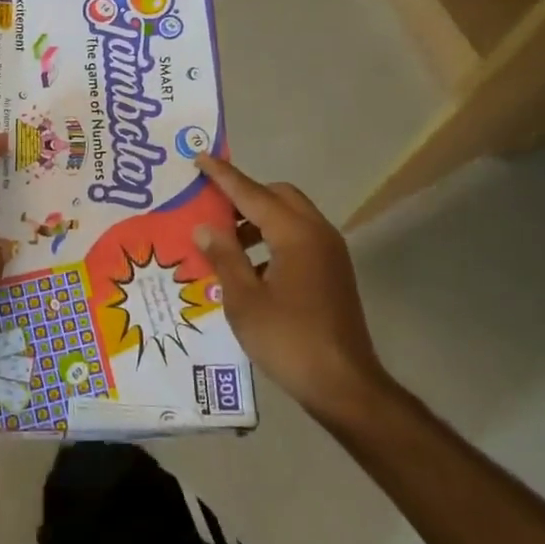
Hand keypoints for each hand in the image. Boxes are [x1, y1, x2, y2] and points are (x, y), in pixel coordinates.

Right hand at [193, 155, 393, 426]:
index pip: (252, 193)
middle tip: (212, 206)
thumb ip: (224, 257)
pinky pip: (298, 238)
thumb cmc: (288, 339)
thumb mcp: (244, 299)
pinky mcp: (332, 272)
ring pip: (290, 217)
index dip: (223, 176)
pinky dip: (273, 239)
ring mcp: (329, 253)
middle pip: (278, 196)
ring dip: (258, 220)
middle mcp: (317, 233)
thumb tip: (205, 227)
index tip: (200, 158)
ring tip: (225, 241)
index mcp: (295, 234)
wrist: (344, 385)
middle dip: (244, 195)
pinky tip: (249, 268)